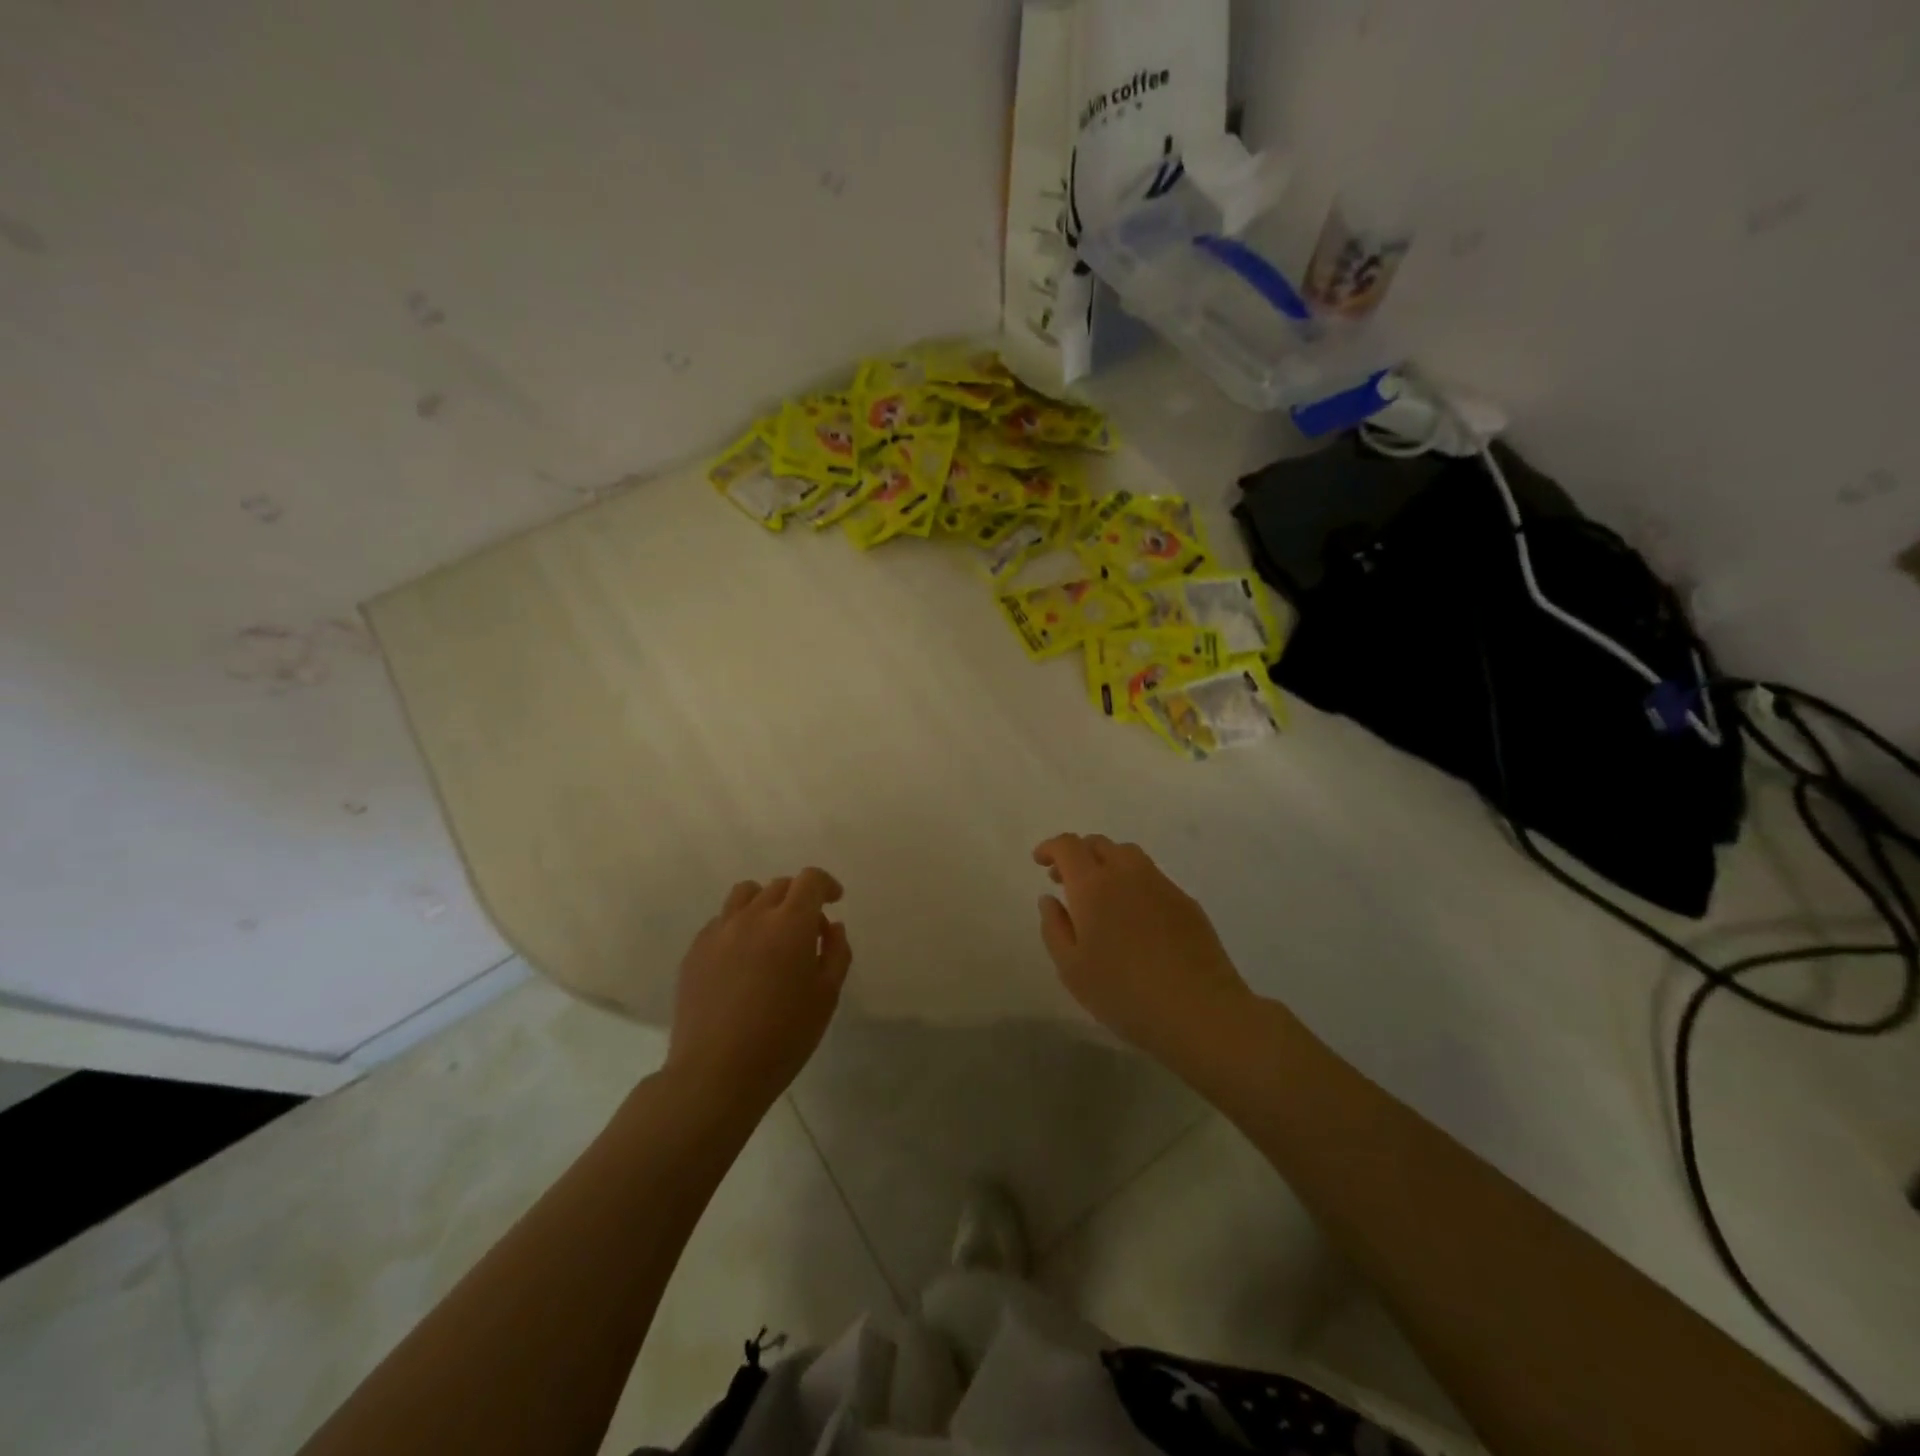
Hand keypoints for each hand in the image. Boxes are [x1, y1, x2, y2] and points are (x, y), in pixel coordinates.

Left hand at [667, 868, 851, 1109]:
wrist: (715, 1074)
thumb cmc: (783, 1037)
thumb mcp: (826, 997)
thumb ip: (836, 953)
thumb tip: (831, 927)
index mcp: (790, 924)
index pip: (809, 880)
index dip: (825, 884)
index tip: (834, 901)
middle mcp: (752, 916)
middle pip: (779, 886)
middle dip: (799, 898)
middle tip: (807, 931)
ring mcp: (718, 931)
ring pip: (745, 894)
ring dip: (765, 903)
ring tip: (771, 934)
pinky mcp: (694, 951)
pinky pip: (721, 921)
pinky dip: (739, 926)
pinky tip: (742, 960)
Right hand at [1033, 834, 1250, 1060]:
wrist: (1200, 1011)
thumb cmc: (1124, 994)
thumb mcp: (1072, 969)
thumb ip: (1054, 927)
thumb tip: (1050, 899)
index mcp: (1093, 886)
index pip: (1068, 846)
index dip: (1051, 847)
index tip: (1040, 862)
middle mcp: (1127, 874)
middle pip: (1099, 844)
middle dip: (1078, 854)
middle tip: (1065, 880)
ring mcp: (1161, 885)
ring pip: (1128, 856)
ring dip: (1107, 863)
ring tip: (1100, 895)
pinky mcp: (1186, 902)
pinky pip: (1152, 877)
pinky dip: (1133, 882)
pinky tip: (1133, 917)